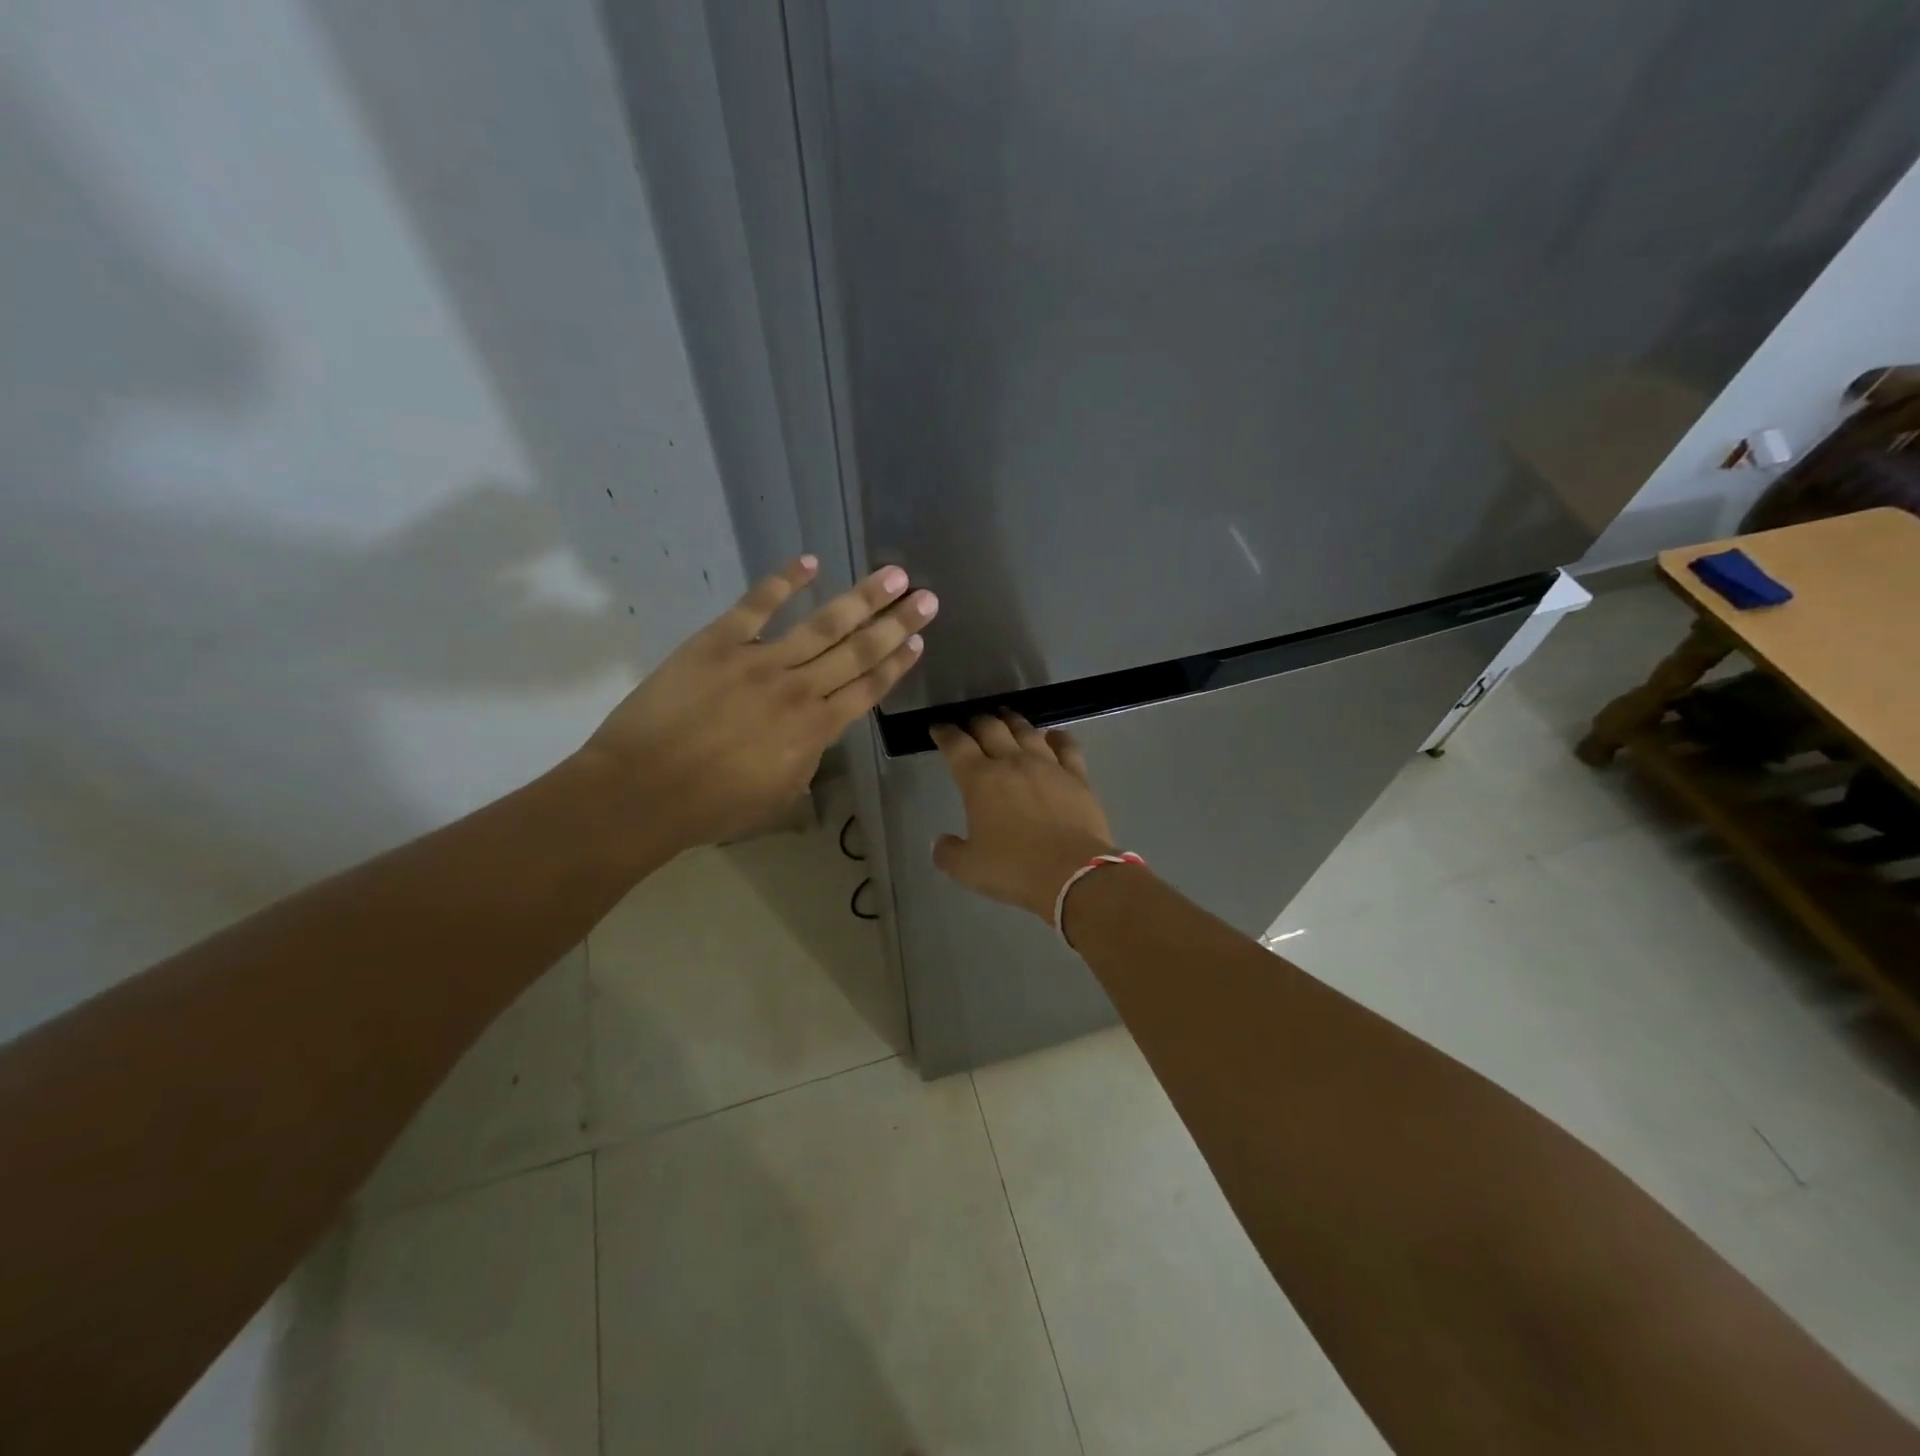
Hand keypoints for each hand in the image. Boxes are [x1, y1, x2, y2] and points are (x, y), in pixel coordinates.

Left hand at [587, 556, 936, 847]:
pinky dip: (784, 581)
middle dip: (896, 623)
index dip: (897, 664)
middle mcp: (799, 690)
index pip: (868, 689)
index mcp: (815, 730)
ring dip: (862, 598)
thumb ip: (806, 758)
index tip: (919, 641)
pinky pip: (757, 605)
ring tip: (894, 575)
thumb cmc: (712, 806)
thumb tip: (817, 733)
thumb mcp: (779, 794)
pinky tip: (810, 563)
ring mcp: (760, 661)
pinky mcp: (719, 642)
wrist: (643, 791)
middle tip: (926, 598)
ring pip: (823, 624)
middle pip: (859, 651)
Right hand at [930, 712, 1116, 921]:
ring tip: (1005, 717)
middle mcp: (1012, 762)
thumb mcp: (967, 869)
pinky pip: (1067, 746)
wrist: (1072, 873)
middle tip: (971, 723)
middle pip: (991, 728)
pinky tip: (1053, 735)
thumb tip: (940, 843)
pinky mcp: (1077, 776)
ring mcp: (1048, 765)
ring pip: (1027, 730)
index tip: (939, 729)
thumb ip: (948, 852)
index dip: (945, 733)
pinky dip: (1057, 737)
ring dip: (1012, 721)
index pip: (956, 745)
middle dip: (977, 722)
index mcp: (979, 780)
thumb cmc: (1014, 869)